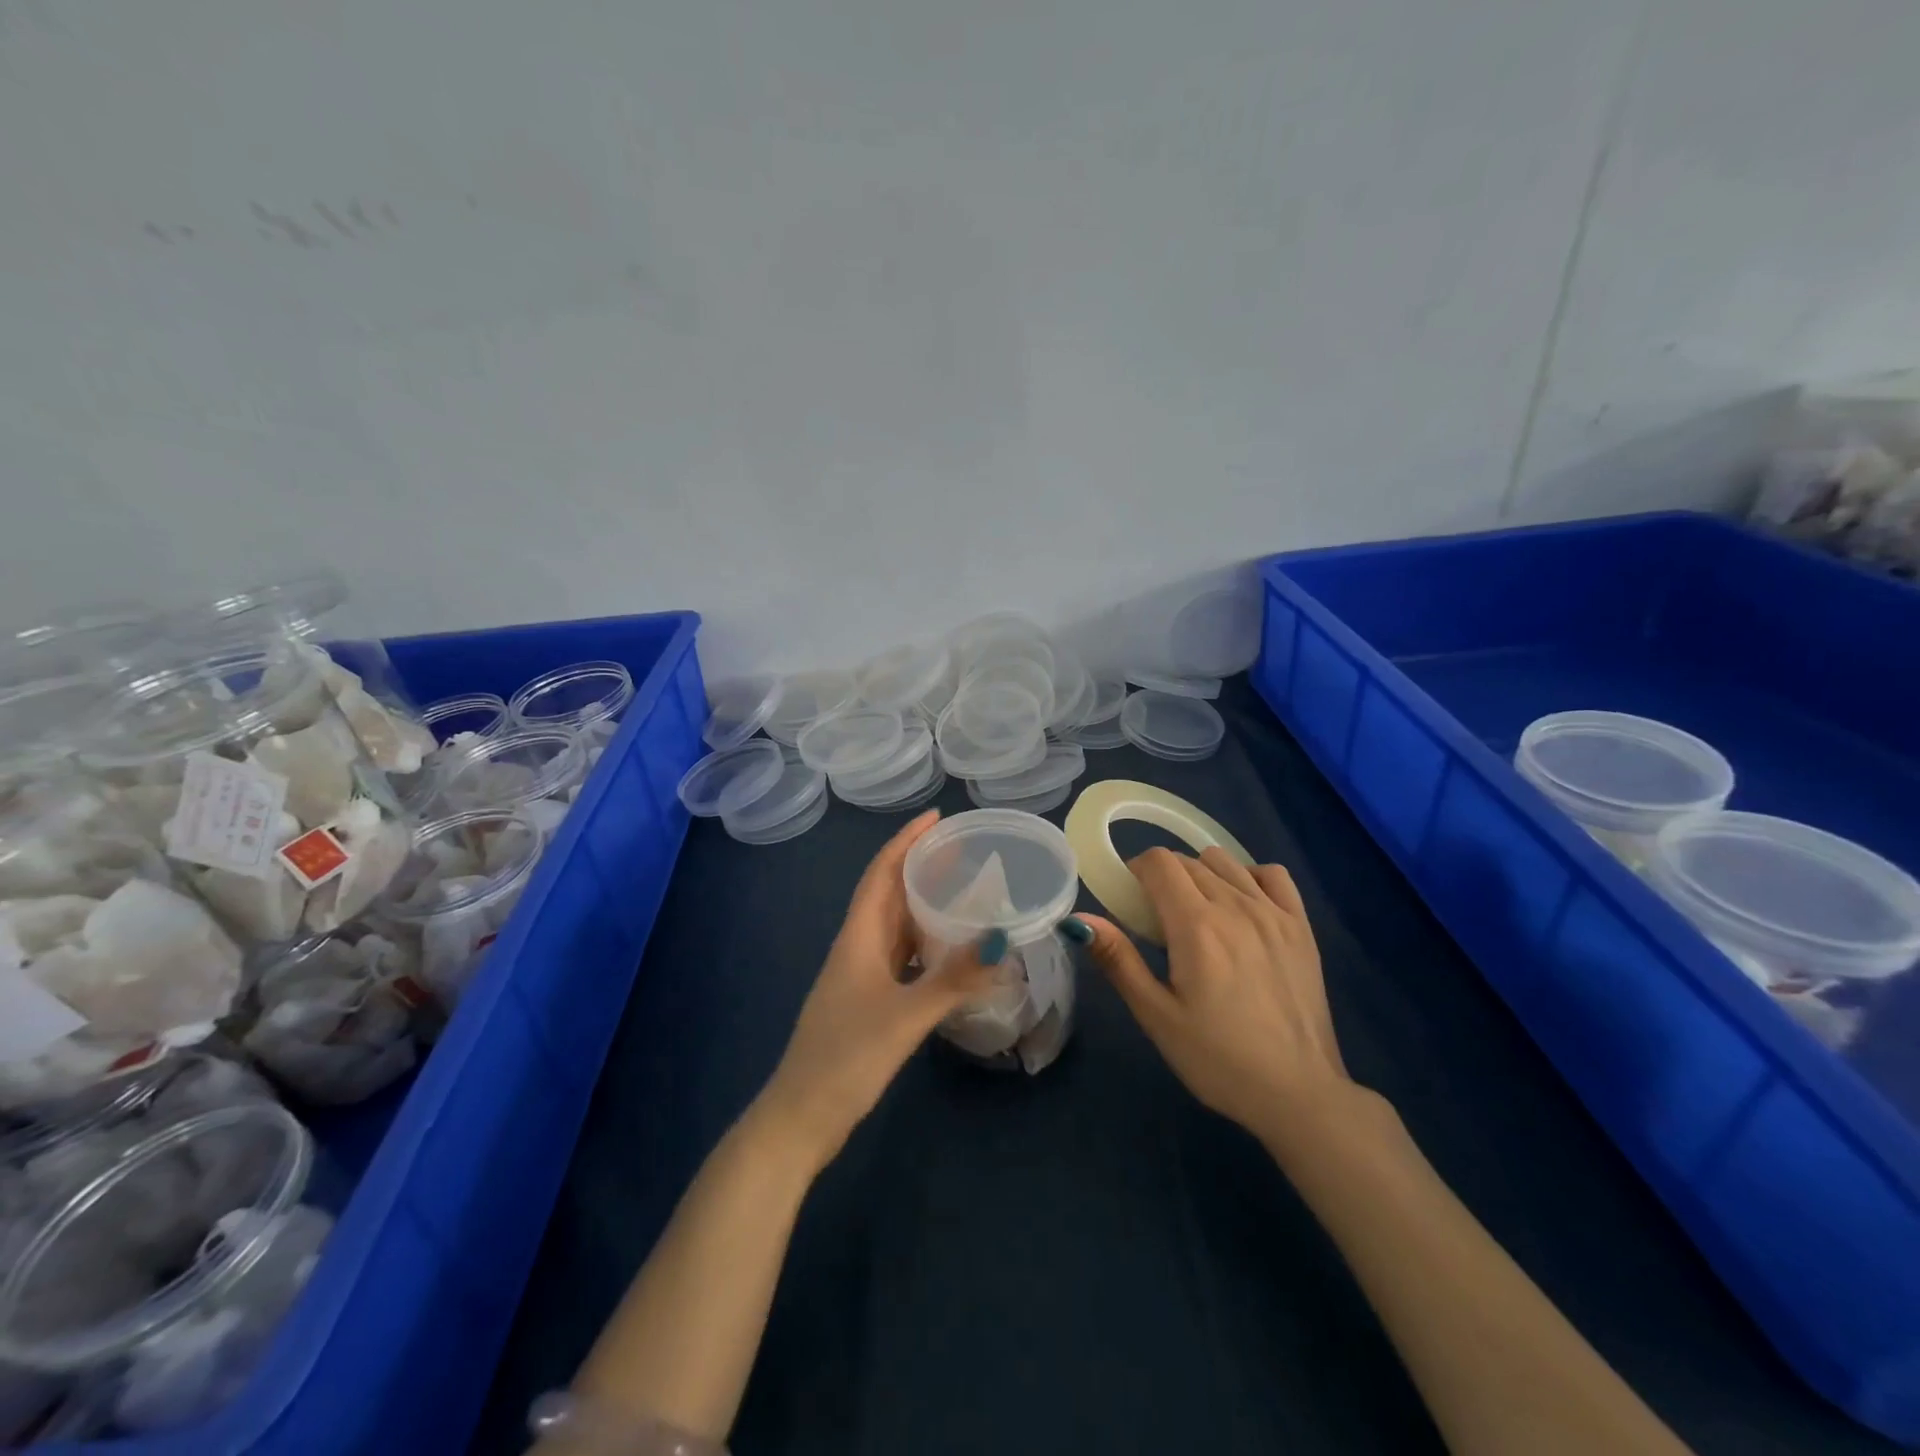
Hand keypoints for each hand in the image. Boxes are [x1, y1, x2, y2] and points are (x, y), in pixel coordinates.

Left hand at [756, 810, 996, 1172]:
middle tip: (964, 850)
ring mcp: (861, 976)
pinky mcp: (868, 1001)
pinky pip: (902, 957)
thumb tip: (1001, 941)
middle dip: (921, 867)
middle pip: (889, 894)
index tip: (937, 817)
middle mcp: (858, 947)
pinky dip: (927, 944)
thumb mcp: (904, 1016)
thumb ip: (953, 979)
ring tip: (965, 890)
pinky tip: (951, 950)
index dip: (906, 841)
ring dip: (924, 904)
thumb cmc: (846, 1057)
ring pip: (896, 926)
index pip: (881, 873)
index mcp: (858, 937)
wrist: (801, 1118)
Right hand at [1082, 847, 1353, 1141]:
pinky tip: (1243, 906)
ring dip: (1202, 875)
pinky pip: (1272, 874)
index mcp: (1196, 925)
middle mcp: (1236, 905)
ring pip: (1226, 862)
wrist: (1298, 1094)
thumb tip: (1079, 919)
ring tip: (1198, 915)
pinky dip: (1250, 877)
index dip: (1137, 871)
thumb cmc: (1218, 1060)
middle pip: (1189, 861)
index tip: (1132, 901)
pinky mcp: (1302, 927)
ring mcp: (1274, 913)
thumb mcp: (1157, 1016)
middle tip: (1159, 922)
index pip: (1159, 862)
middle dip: (1165, 878)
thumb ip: (1118, 960)